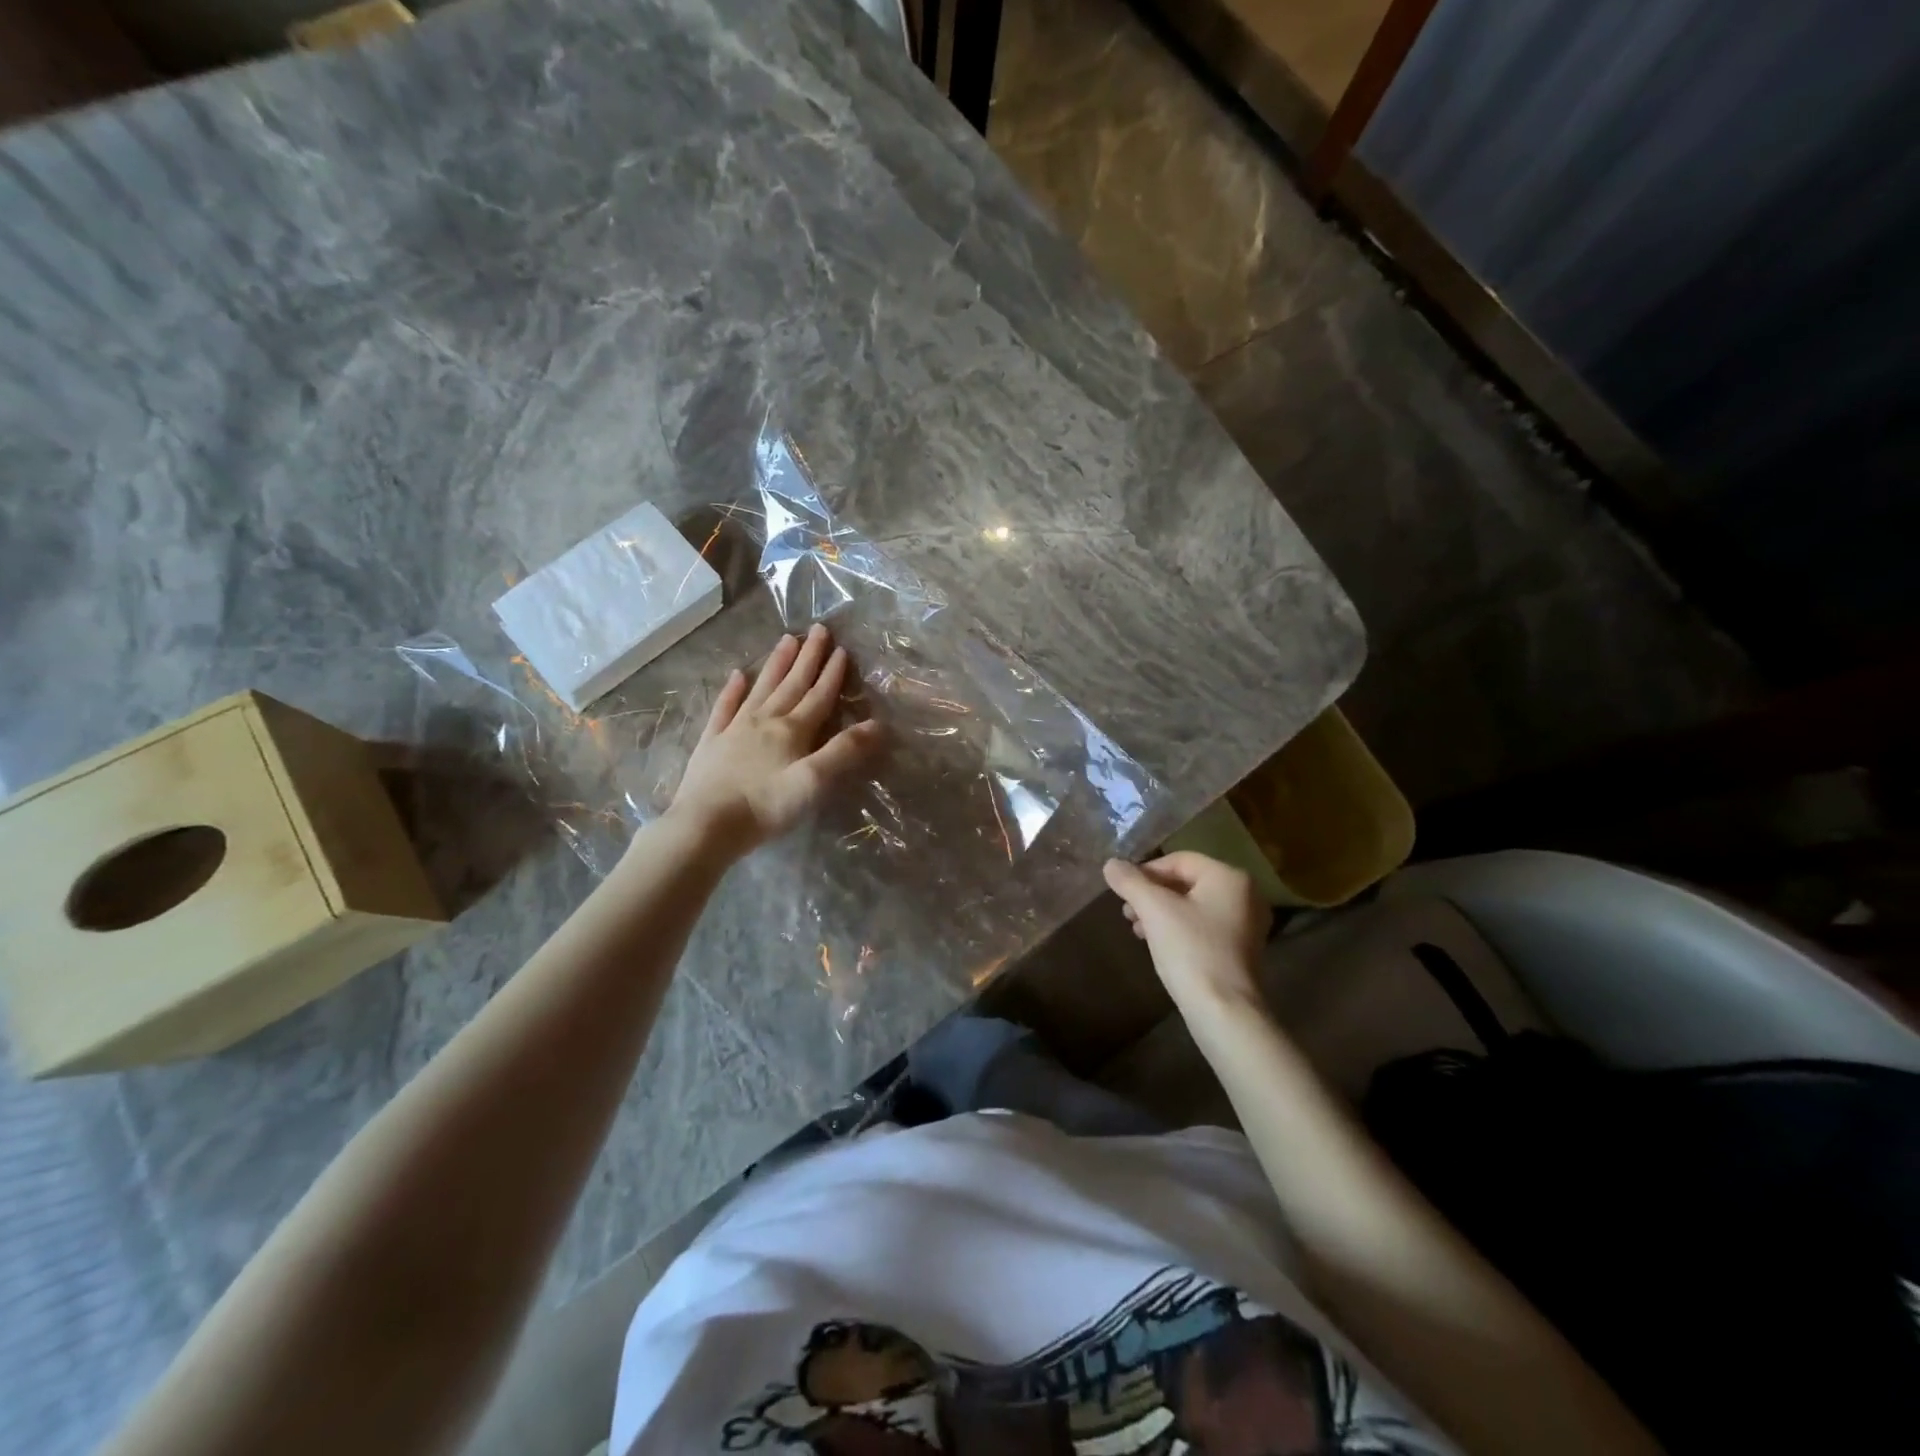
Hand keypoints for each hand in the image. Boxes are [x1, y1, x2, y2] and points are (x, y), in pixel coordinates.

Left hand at [668, 624, 881, 855]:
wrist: (706, 825)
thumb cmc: (766, 806)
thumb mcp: (814, 781)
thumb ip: (845, 751)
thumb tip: (879, 724)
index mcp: (792, 730)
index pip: (818, 696)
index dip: (832, 673)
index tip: (841, 649)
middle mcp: (765, 721)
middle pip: (791, 683)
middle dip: (807, 657)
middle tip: (817, 629)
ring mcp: (735, 729)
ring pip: (761, 688)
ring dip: (776, 664)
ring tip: (786, 639)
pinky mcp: (712, 743)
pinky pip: (725, 708)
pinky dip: (732, 690)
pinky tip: (737, 676)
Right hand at [1103, 852, 1269, 1014]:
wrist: (1224, 1012)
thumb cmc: (1191, 951)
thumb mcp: (1154, 910)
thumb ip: (1130, 882)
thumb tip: (1111, 864)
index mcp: (1229, 877)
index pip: (1179, 860)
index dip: (1145, 871)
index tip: (1122, 890)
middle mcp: (1245, 894)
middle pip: (1186, 882)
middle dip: (1152, 894)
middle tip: (1127, 911)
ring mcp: (1246, 924)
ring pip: (1193, 905)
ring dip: (1161, 912)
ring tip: (1137, 929)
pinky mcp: (1241, 949)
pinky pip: (1203, 926)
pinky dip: (1178, 928)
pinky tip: (1157, 943)